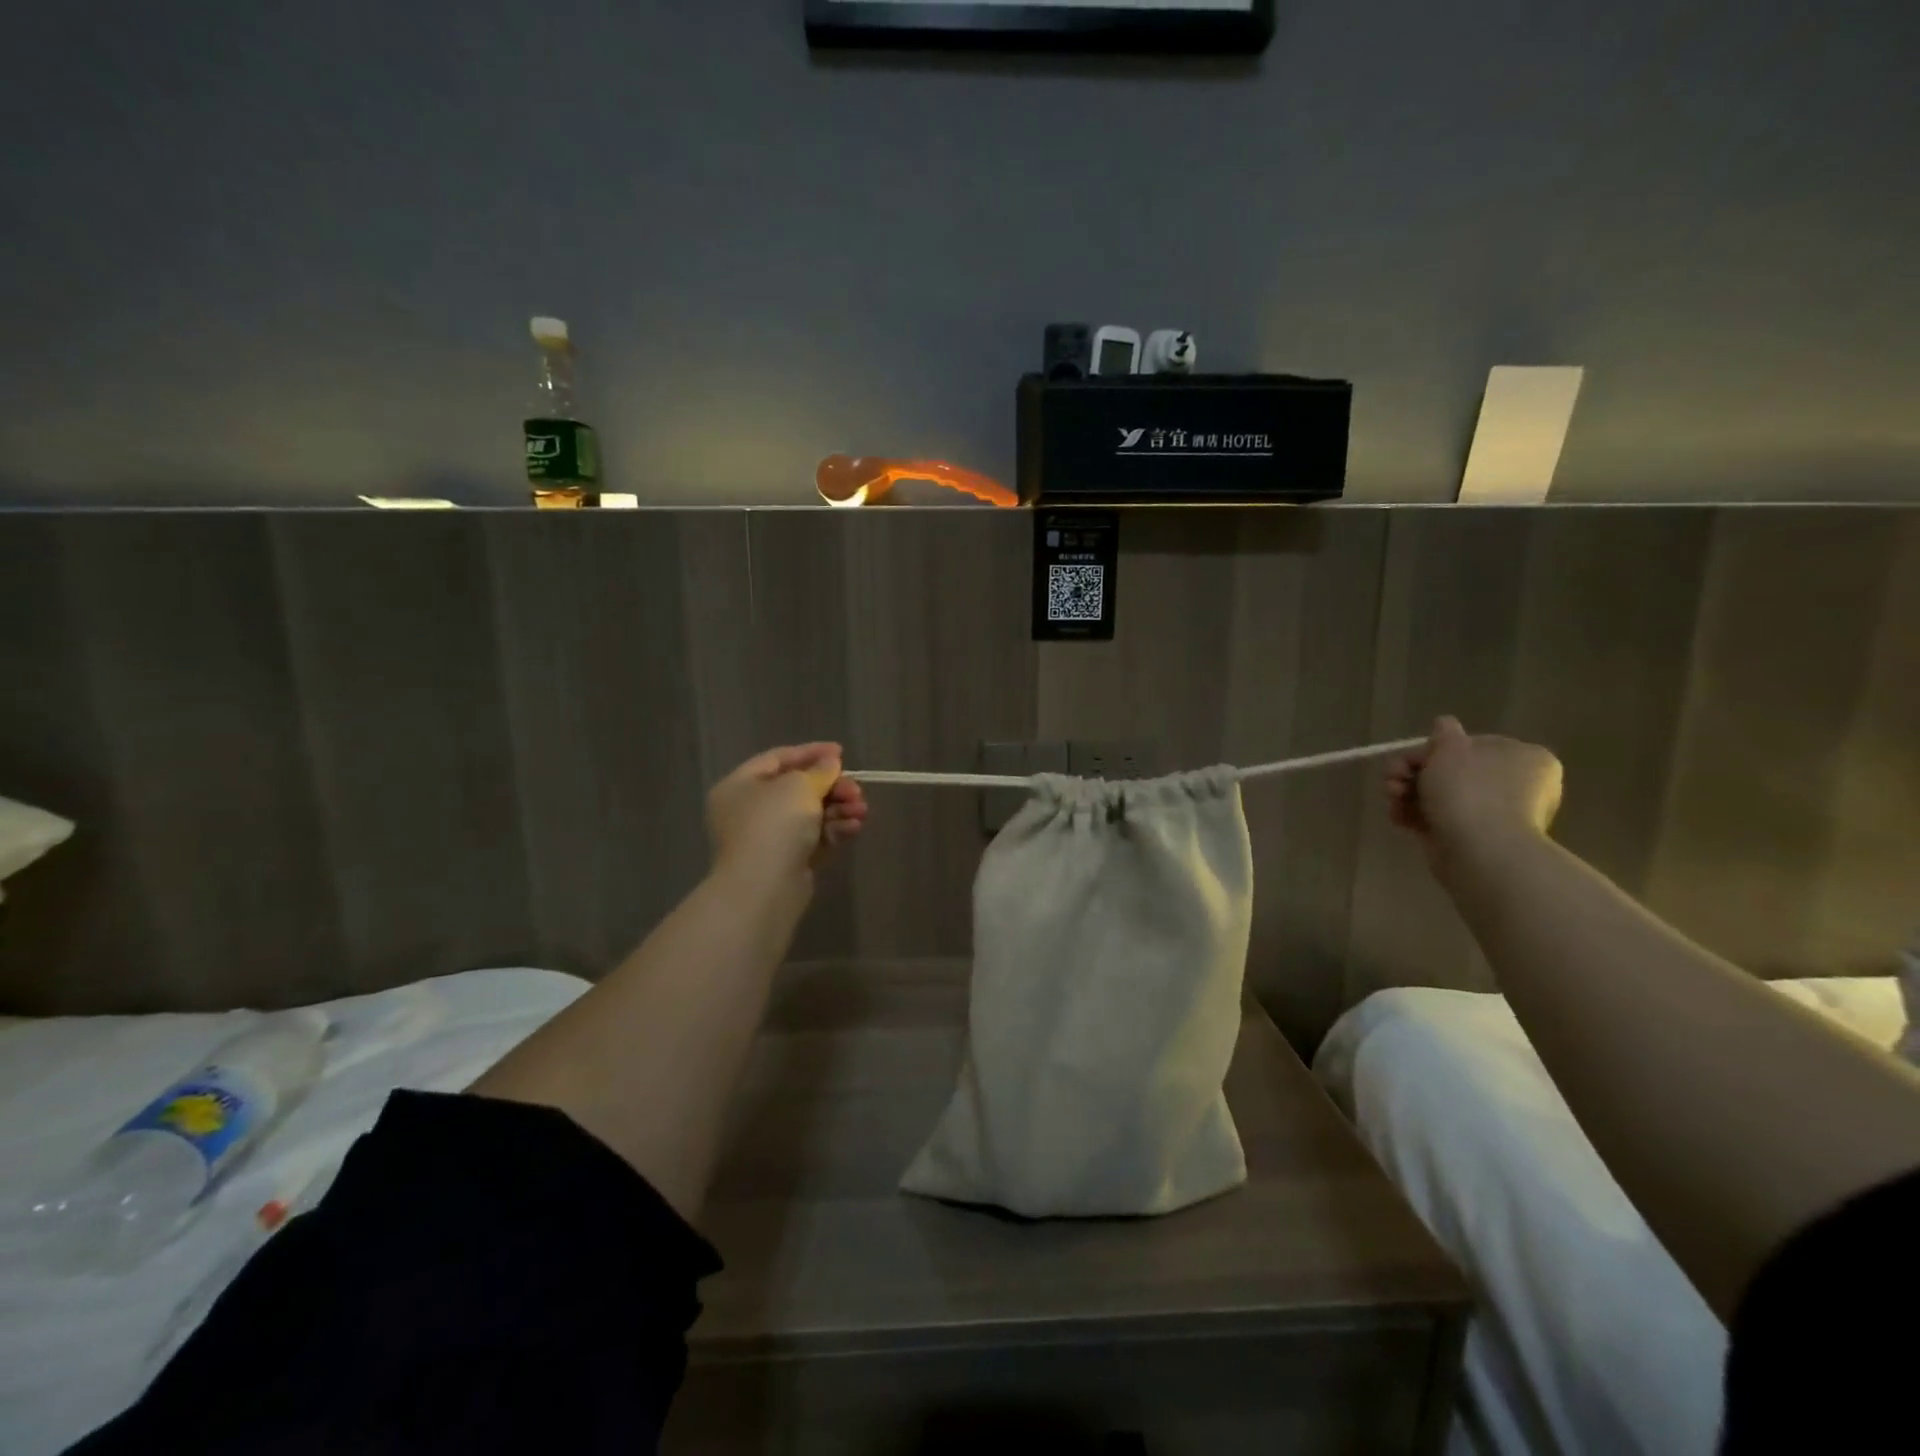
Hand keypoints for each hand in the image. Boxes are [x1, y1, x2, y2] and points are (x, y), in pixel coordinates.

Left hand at [706, 743, 867, 883]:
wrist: (765, 887)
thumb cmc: (774, 824)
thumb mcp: (799, 786)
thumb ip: (819, 771)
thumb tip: (830, 763)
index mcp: (740, 785)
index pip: (778, 759)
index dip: (811, 753)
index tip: (841, 752)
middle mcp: (749, 810)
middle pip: (798, 788)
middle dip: (832, 787)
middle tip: (856, 790)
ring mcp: (768, 838)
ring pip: (810, 815)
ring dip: (839, 808)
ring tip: (862, 810)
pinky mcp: (787, 861)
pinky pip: (814, 838)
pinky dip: (834, 830)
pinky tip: (854, 827)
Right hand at [1386, 716, 1561, 868]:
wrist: (1480, 851)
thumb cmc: (1469, 791)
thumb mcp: (1450, 748)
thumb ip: (1443, 733)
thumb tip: (1444, 725)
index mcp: (1524, 758)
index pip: (1471, 745)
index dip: (1434, 749)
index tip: (1411, 758)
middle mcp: (1515, 785)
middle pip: (1451, 771)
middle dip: (1413, 773)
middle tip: (1392, 778)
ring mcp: (1494, 815)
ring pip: (1440, 796)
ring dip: (1408, 794)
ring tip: (1392, 799)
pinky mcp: (1473, 838)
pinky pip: (1439, 819)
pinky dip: (1415, 817)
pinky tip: (1399, 818)